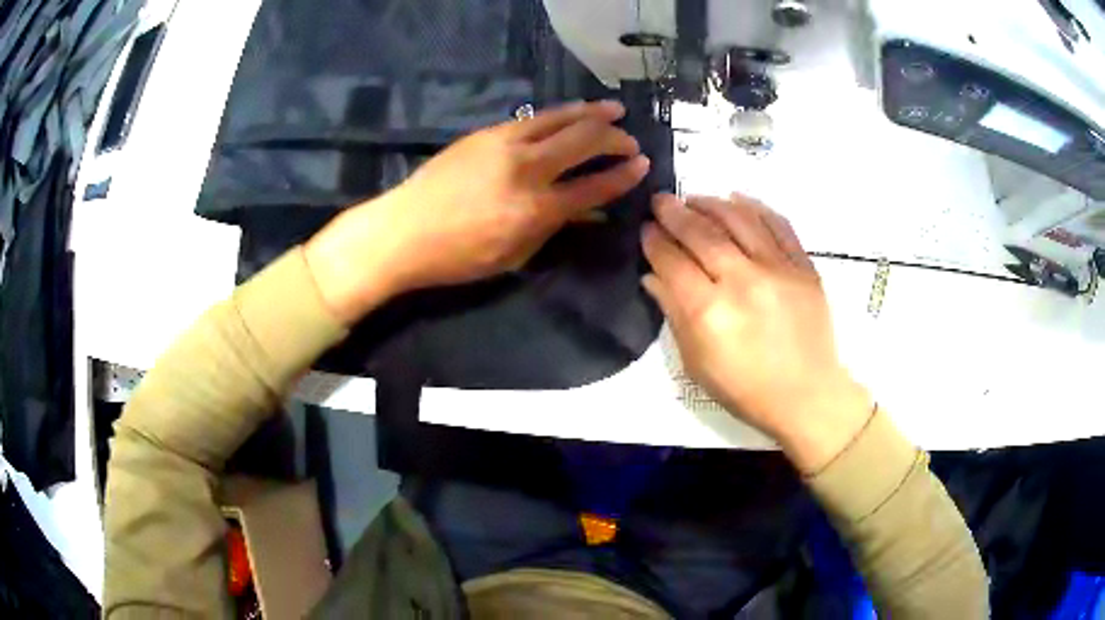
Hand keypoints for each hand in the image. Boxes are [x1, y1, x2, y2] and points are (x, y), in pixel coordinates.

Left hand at [305, 100, 649, 323]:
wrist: (403, 230)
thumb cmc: (457, 256)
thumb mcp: (513, 256)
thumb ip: (555, 229)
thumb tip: (588, 211)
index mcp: (536, 209)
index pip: (595, 186)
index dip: (624, 176)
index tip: (643, 166)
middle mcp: (527, 169)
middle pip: (585, 142)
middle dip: (616, 138)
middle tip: (630, 141)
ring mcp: (506, 144)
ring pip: (561, 118)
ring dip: (593, 113)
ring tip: (615, 109)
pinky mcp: (488, 132)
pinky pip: (535, 117)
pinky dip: (561, 113)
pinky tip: (573, 111)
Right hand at [641, 193, 872, 472]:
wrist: (807, 395)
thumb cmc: (746, 389)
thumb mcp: (697, 364)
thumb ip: (674, 315)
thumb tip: (653, 276)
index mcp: (709, 312)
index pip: (672, 262)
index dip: (654, 242)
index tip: (646, 229)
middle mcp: (742, 281)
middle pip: (701, 233)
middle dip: (675, 213)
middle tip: (661, 201)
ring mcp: (777, 269)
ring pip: (738, 218)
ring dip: (711, 203)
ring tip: (694, 198)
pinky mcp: (803, 266)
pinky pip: (777, 224)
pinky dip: (755, 207)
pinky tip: (737, 200)